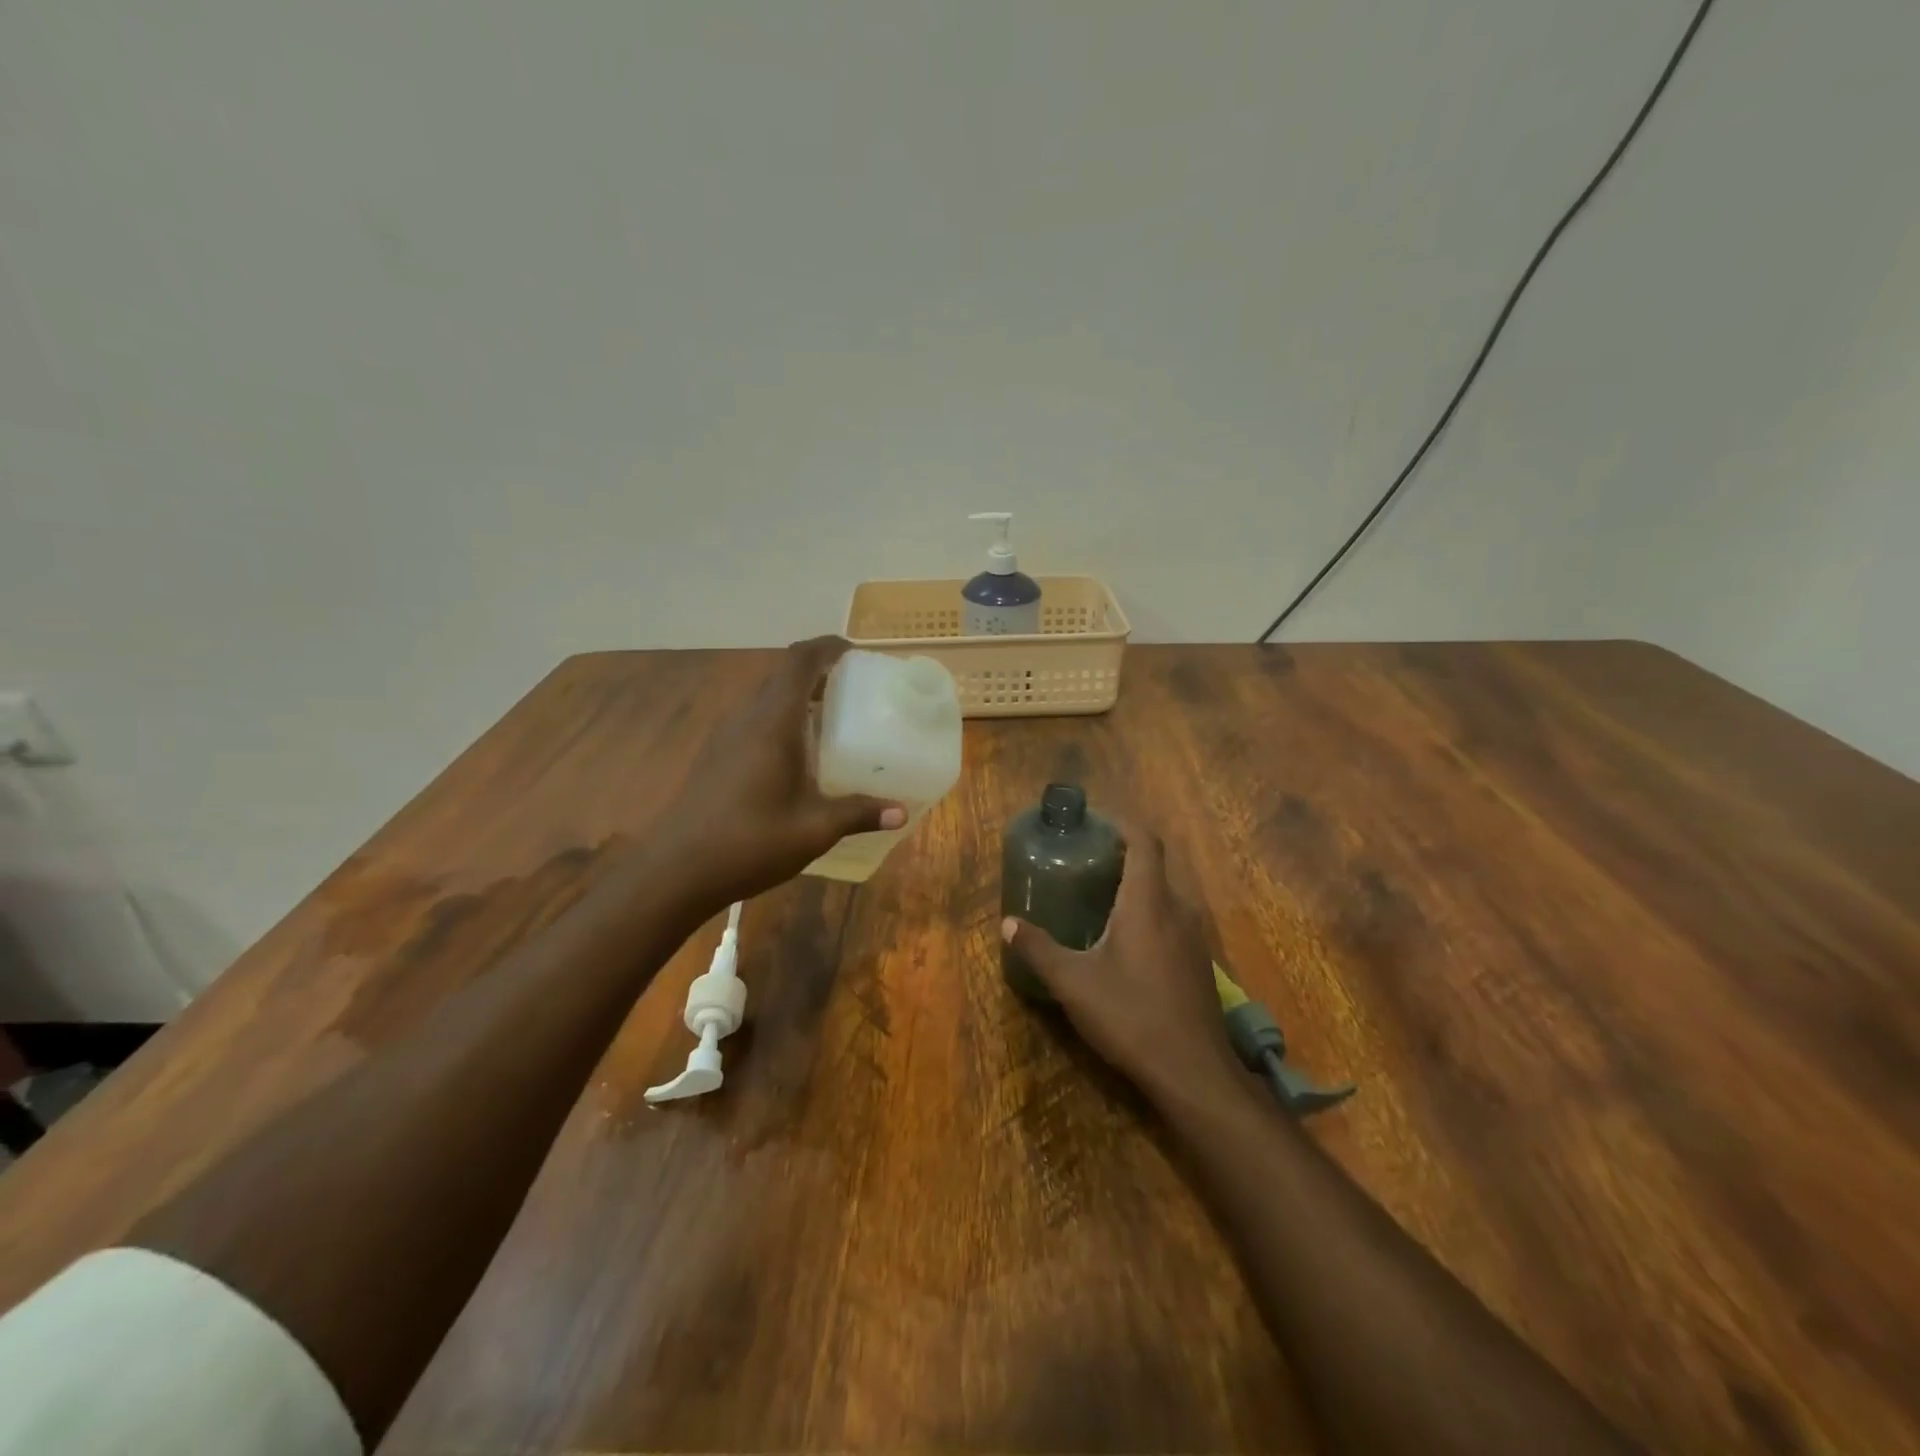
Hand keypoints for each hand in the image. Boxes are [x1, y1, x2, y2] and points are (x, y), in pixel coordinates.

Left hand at [656, 637, 904, 908]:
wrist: (676, 870)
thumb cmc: (750, 842)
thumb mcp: (813, 829)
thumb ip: (858, 813)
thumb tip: (901, 812)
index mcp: (773, 722)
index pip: (799, 661)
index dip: (827, 647)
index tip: (855, 652)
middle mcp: (746, 718)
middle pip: (783, 675)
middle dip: (818, 671)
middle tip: (854, 688)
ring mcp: (726, 736)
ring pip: (766, 698)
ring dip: (798, 696)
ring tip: (833, 717)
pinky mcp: (716, 755)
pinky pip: (754, 720)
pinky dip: (781, 719)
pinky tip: (799, 754)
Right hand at [1001, 822, 1240, 1102]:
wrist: (1193, 1072)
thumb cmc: (1131, 1015)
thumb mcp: (1073, 983)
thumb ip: (1039, 949)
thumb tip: (1007, 924)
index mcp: (1147, 902)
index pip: (1144, 841)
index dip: (1122, 823)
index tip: (1095, 822)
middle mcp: (1177, 909)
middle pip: (1154, 865)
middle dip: (1122, 856)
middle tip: (1085, 861)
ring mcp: (1194, 937)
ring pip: (1165, 894)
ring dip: (1136, 887)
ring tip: (1100, 897)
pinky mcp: (1199, 963)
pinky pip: (1172, 920)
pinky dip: (1149, 913)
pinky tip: (1125, 941)